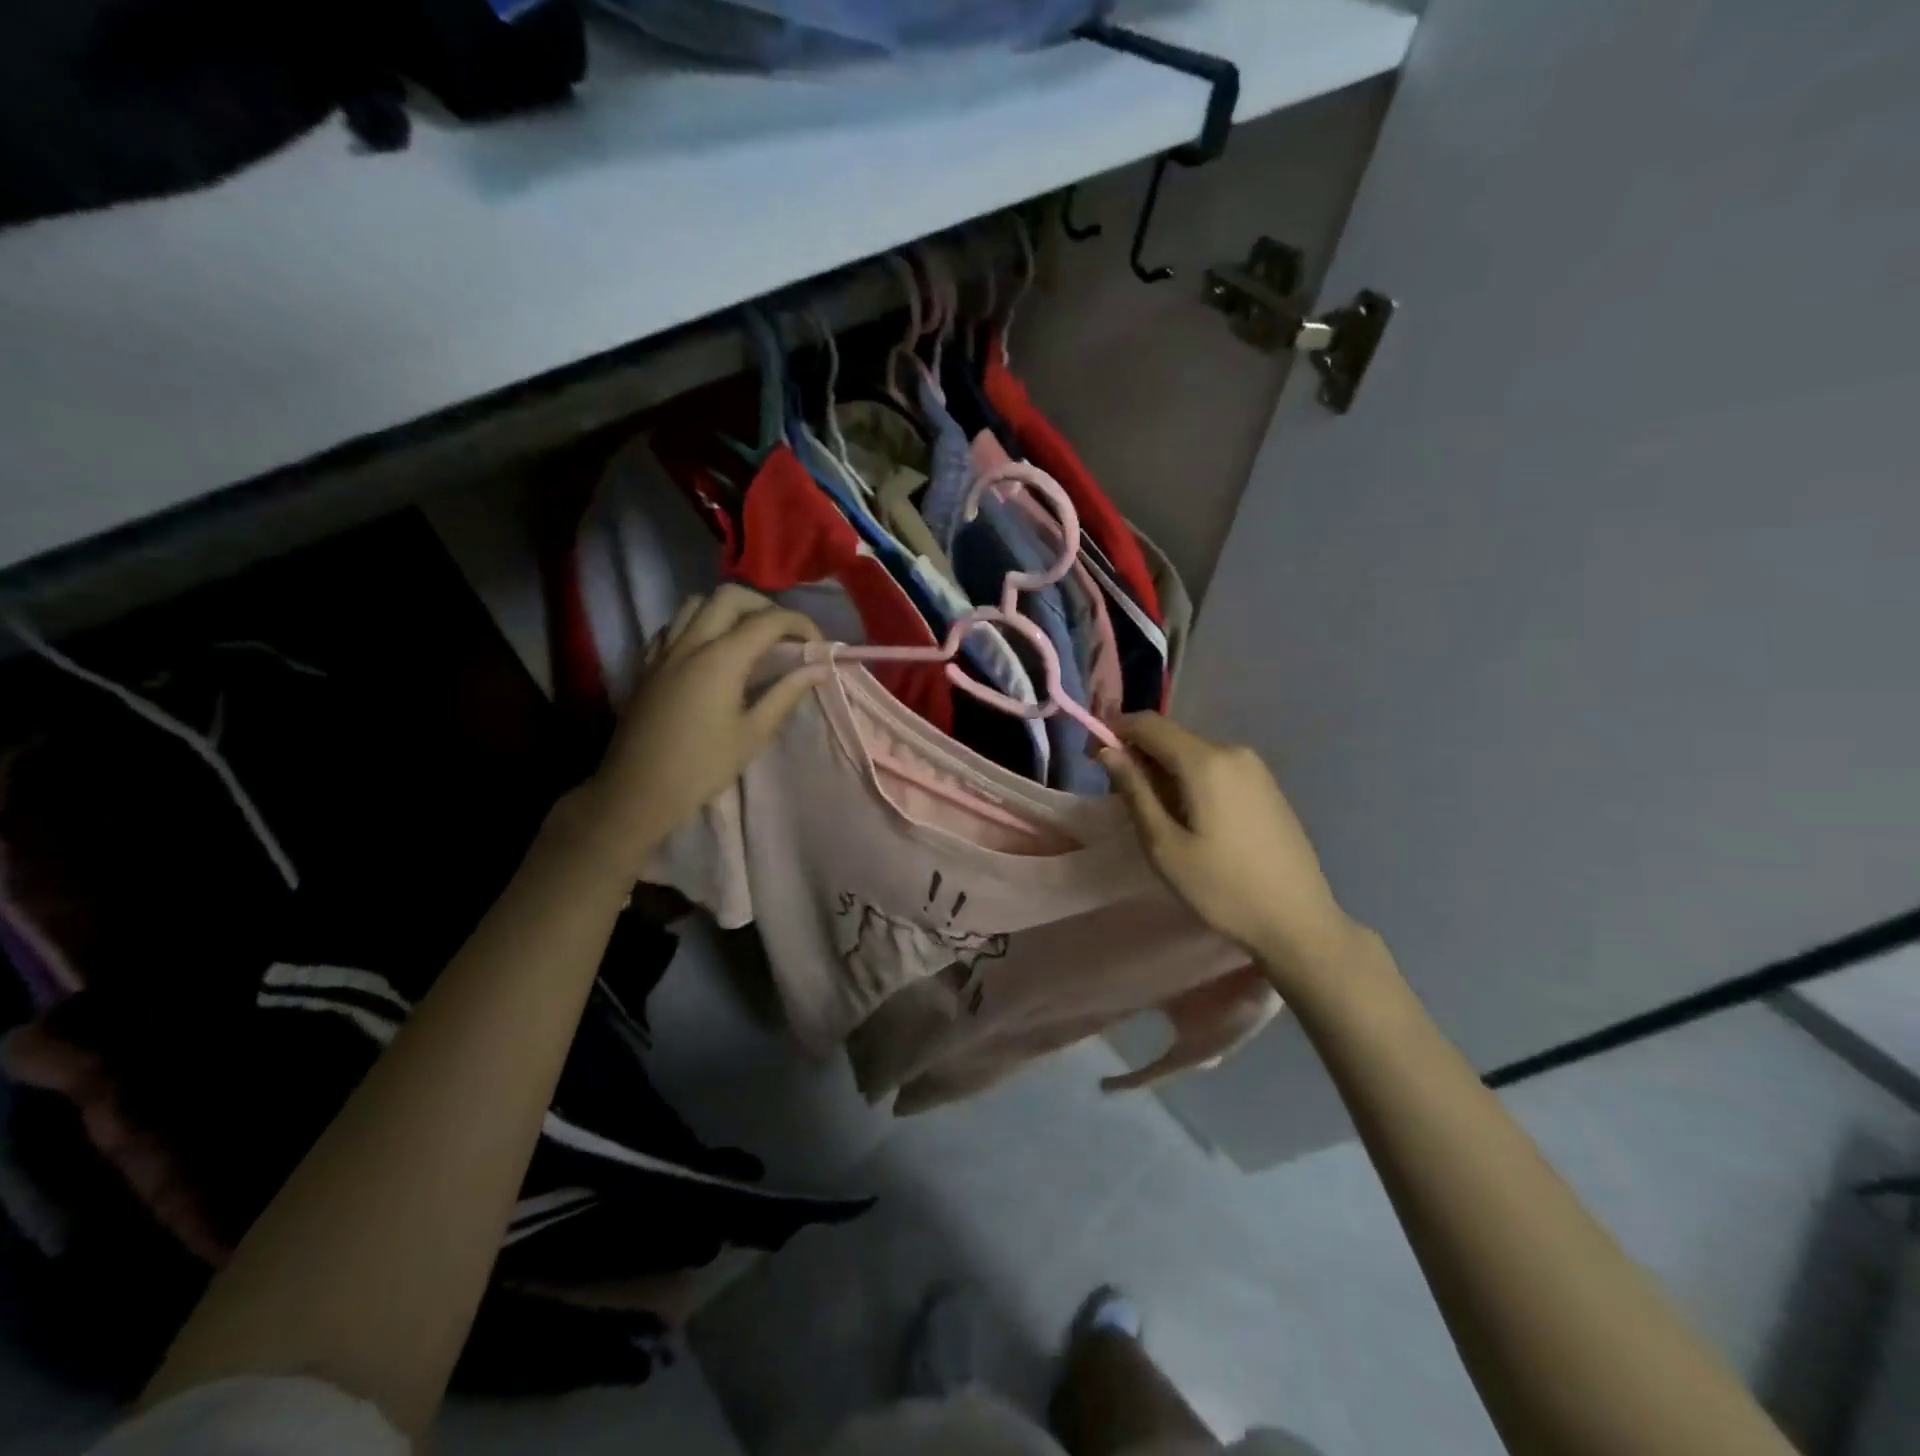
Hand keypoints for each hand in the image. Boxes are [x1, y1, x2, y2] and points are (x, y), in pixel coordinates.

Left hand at [577, 586, 826, 877]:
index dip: (800, 624)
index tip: (818, 645)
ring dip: (728, 609)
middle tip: (783, 635)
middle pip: (730, 596)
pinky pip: (672, 625)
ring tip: (747, 637)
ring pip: (696, 602)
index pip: (769, 620)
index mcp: (722, 658)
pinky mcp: (647, 664)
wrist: (637, 791)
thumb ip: (786, 694)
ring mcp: (664, 650)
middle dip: (764, 606)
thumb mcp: (753, 734)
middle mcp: (691, 642)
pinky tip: (708, 650)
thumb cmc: (702, 767)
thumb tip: (819, 668)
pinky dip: (697, 624)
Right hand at [1101, 714, 1365, 993]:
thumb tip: (1107, 750)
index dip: (1115, 731)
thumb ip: (1134, 790)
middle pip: (1172, 737)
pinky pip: (1216, 768)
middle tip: (1122, 798)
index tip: (1093, 758)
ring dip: (1165, 771)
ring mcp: (1255, 768)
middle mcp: (1233, 751)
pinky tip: (1191, 820)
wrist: (1298, 921)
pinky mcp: (1267, 786)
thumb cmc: (1222, 887)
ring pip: (1193, 754)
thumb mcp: (1164, 845)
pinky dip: (1191, 780)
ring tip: (1156, 816)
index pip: (1149, 723)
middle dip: (1140, 756)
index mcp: (1206, 761)